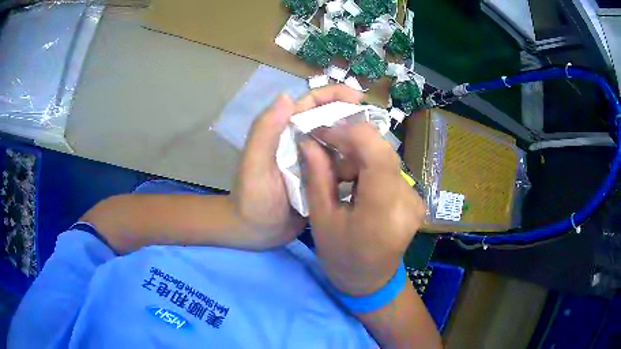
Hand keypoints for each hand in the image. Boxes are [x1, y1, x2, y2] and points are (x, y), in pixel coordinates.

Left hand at [232, 85, 363, 247]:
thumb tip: (287, 94)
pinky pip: (340, 169)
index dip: (333, 96)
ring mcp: (312, 164)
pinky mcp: (320, 182)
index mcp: (284, 132)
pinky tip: (367, 172)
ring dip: (355, 144)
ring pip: (339, 145)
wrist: (255, 234)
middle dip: (351, 120)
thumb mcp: (254, 164)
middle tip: (375, 127)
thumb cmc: (251, 198)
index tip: (358, 97)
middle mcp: (301, 143)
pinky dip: (353, 167)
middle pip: (329, 122)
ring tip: (374, 151)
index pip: (310, 105)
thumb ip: (265, 130)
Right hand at [300, 122, 424, 295]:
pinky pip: (390, 169)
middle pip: (381, 150)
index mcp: (382, 209)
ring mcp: (415, 198)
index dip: (347, 131)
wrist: (370, 281)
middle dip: (350, 144)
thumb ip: (317, 175)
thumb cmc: (341, 256)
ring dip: (358, 158)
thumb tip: (309, 140)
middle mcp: (407, 199)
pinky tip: (356, 186)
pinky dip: (369, 168)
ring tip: (339, 179)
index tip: (322, 132)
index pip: (375, 150)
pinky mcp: (415, 198)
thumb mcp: (321, 218)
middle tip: (325, 154)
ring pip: (385, 157)